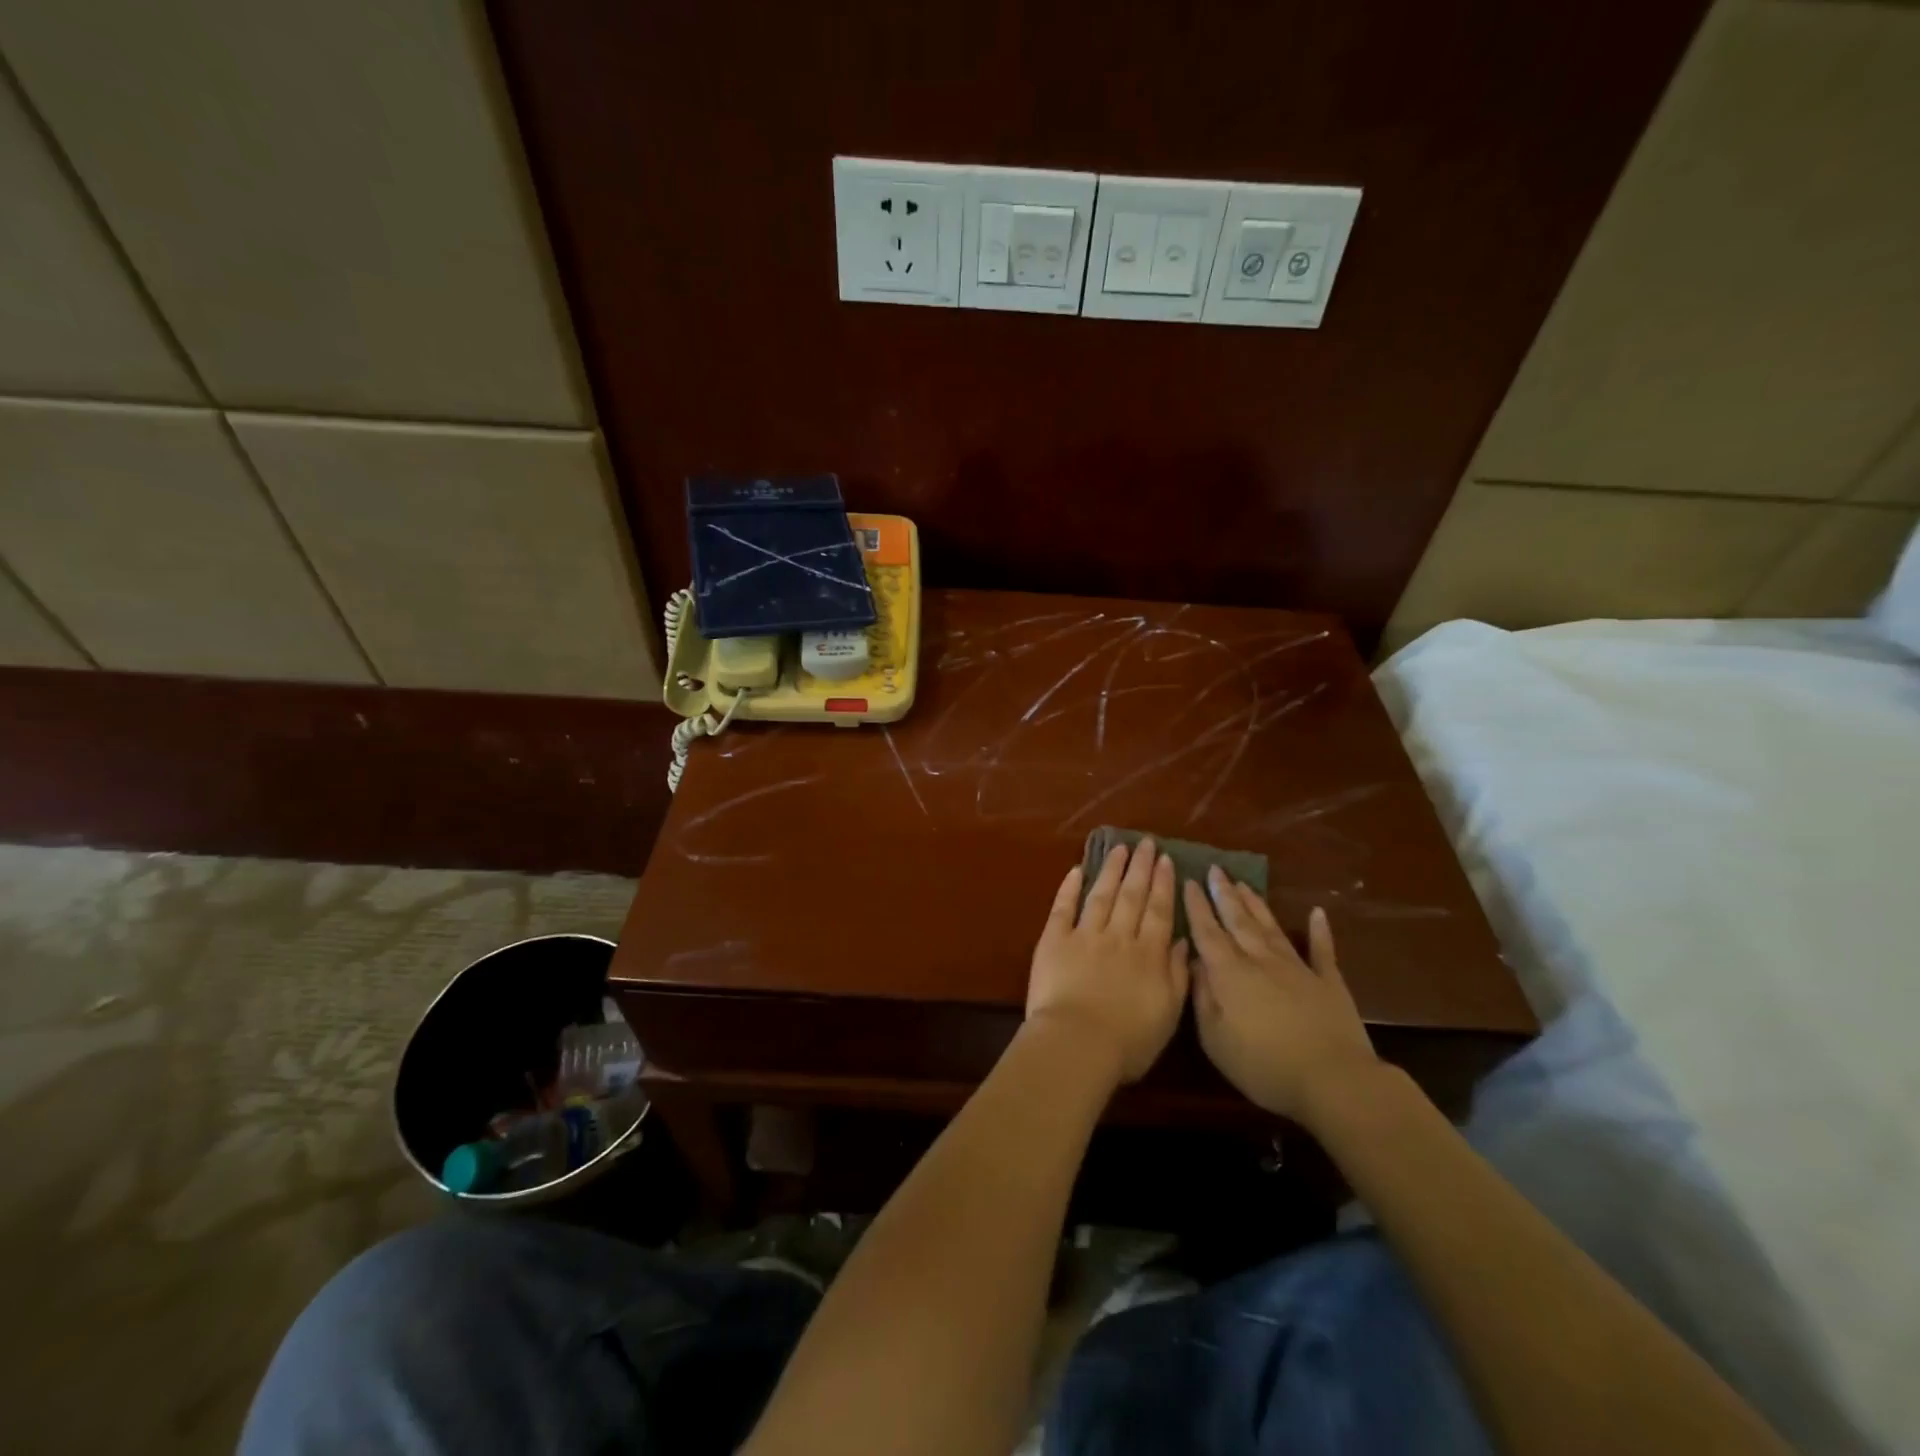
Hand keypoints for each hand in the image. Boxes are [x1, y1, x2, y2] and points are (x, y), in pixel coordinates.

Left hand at [1026, 840, 1189, 1084]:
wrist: (1077, 1044)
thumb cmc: (1128, 1041)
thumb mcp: (1168, 1013)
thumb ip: (1178, 975)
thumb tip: (1183, 942)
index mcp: (1148, 954)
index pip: (1159, 911)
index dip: (1163, 884)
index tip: (1166, 860)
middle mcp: (1119, 937)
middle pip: (1132, 895)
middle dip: (1140, 867)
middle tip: (1146, 842)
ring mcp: (1085, 935)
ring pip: (1101, 894)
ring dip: (1111, 869)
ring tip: (1119, 848)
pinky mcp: (1054, 940)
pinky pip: (1063, 907)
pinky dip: (1069, 887)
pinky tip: (1077, 870)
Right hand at [1183, 869, 1378, 1120]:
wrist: (1334, 1081)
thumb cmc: (1264, 1066)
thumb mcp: (1215, 1039)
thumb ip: (1202, 997)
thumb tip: (1194, 963)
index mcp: (1230, 974)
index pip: (1207, 932)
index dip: (1197, 906)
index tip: (1189, 880)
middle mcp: (1261, 961)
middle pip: (1238, 921)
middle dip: (1224, 894)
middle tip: (1215, 869)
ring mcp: (1297, 968)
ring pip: (1271, 927)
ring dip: (1256, 904)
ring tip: (1244, 883)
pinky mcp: (1328, 982)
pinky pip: (1322, 950)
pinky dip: (1319, 930)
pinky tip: (1317, 913)